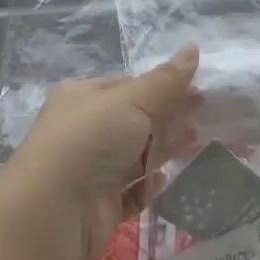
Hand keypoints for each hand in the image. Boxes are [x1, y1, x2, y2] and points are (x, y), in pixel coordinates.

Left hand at [1, 47, 201, 259]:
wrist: (53, 213)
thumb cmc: (90, 141)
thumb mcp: (132, 100)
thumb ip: (167, 80)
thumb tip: (194, 47)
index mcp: (84, 96)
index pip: (130, 85)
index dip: (165, 87)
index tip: (198, 91)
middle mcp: (85, 129)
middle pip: (137, 120)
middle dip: (170, 118)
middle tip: (205, 116)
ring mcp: (92, 168)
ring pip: (138, 154)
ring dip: (165, 149)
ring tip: (197, 143)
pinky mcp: (100, 203)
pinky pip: (133, 189)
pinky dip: (149, 185)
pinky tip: (165, 180)